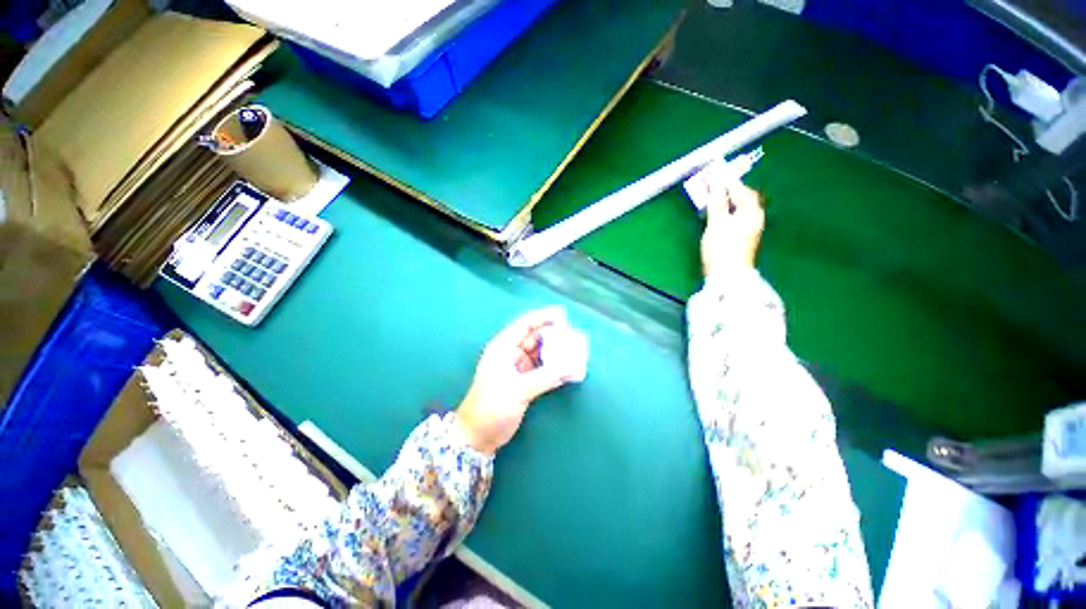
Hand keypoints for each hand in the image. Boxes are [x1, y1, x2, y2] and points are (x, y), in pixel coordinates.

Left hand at [455, 307, 581, 453]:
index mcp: (503, 347)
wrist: (478, 435)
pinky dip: (554, 366)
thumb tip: (570, 367)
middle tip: (573, 335)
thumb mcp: (518, 390)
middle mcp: (511, 353)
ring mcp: (518, 367)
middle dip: (553, 334)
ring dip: (556, 350)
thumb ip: (545, 377)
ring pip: (540, 352)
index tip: (563, 314)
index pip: (524, 325)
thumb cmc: (491, 406)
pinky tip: (567, 367)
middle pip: (535, 337)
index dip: (543, 317)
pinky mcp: (525, 381)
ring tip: (574, 349)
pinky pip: (543, 368)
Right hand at [700, 182, 764, 275]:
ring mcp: (749, 229)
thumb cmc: (722, 248)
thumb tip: (716, 184)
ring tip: (712, 199)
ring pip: (740, 208)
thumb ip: (717, 202)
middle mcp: (754, 218)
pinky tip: (717, 215)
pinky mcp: (742, 238)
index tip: (716, 174)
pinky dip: (727, 212)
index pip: (742, 190)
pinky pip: (736, 218)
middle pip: (744, 198)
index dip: (729, 181)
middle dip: (730, 191)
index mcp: (751, 212)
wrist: (727, 275)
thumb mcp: (716, 223)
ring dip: (727, 201)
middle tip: (714, 186)